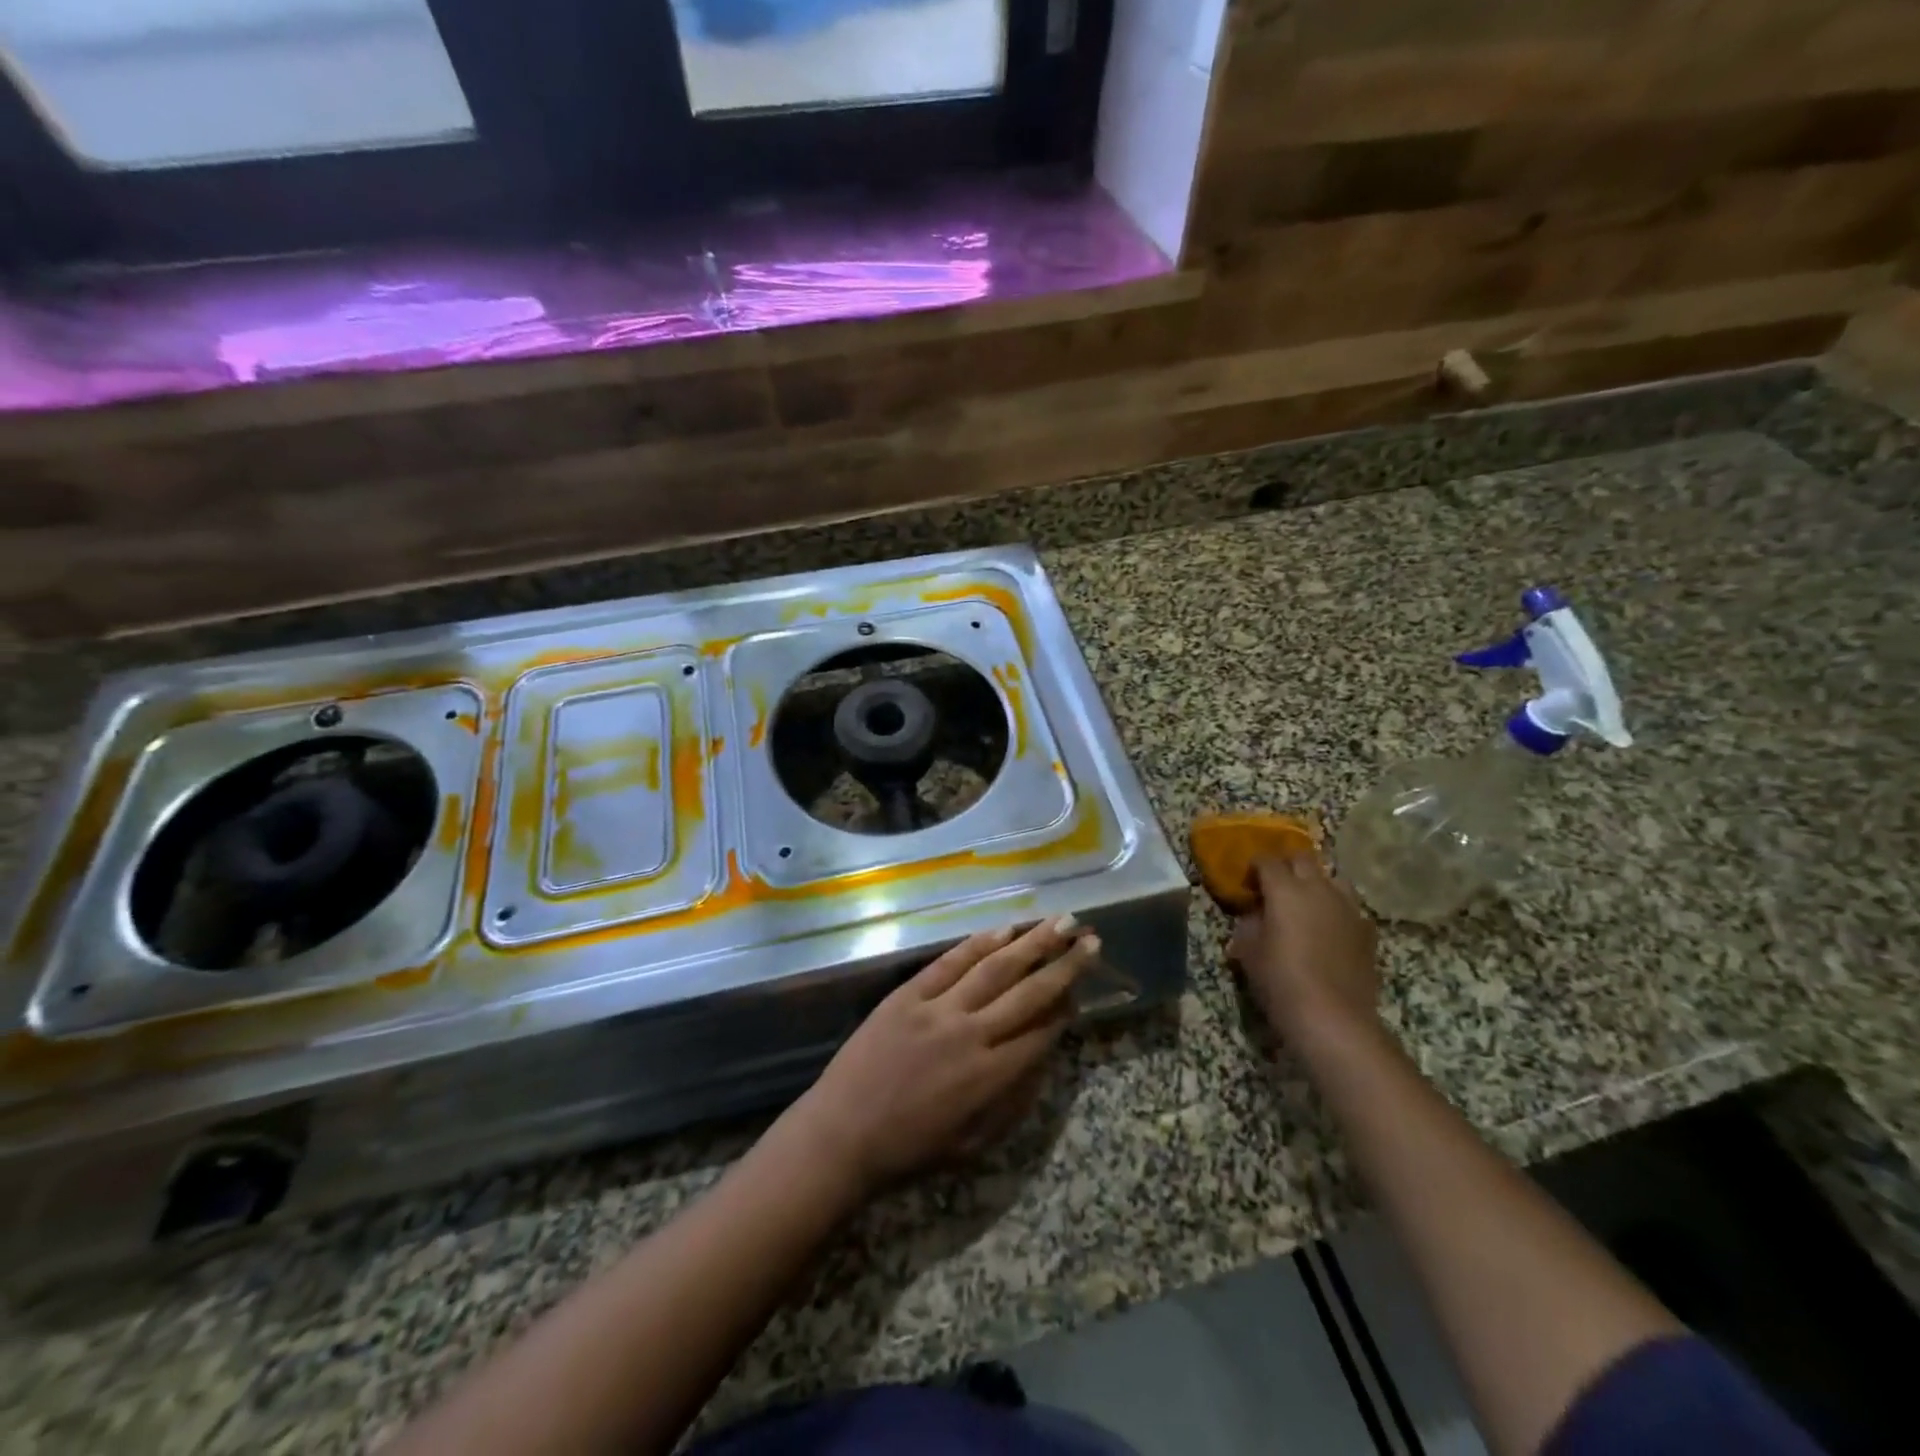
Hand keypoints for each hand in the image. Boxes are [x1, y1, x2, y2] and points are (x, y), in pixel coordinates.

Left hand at [787, 918, 1097, 1195]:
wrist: (842, 1133)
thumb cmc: (910, 1148)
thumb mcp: (974, 1142)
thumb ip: (1013, 1099)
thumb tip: (1043, 1058)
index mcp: (991, 1077)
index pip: (1042, 1032)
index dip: (1066, 1007)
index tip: (1083, 986)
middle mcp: (972, 1035)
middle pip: (1029, 992)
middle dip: (1065, 965)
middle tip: (1091, 939)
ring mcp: (939, 1009)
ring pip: (995, 968)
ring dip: (1031, 943)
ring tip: (1060, 921)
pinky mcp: (908, 994)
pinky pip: (949, 963)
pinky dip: (978, 944)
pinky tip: (1003, 929)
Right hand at [1227, 852, 1379, 1043]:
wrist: (1334, 1018)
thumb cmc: (1281, 981)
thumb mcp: (1248, 952)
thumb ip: (1249, 925)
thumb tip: (1254, 916)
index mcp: (1285, 889)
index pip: (1267, 861)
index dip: (1255, 868)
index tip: (1247, 884)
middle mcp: (1319, 889)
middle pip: (1303, 859)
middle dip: (1286, 866)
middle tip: (1274, 887)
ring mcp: (1348, 908)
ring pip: (1332, 878)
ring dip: (1316, 884)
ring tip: (1305, 905)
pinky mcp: (1367, 930)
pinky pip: (1349, 907)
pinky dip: (1336, 910)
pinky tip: (1329, 930)